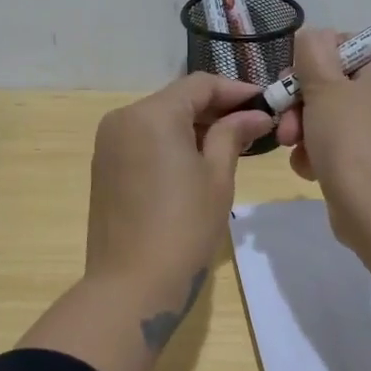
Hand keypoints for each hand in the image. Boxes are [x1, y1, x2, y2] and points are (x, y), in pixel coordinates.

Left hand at [85, 73, 274, 294]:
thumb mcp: (217, 177)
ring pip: (159, 119)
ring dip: (193, 125)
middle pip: (176, 99)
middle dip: (215, 109)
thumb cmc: (184, 228)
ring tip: (231, 144)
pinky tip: (196, 161)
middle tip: (253, 126)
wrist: (130, 285)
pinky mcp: (104, 166)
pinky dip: (170, 142)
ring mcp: (108, 143)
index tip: (266, 103)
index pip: (199, 84)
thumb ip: (232, 135)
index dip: (236, 90)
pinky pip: (143, 140)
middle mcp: (123, 118)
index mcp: (152, 113)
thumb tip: (254, 114)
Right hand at [276, 28, 370, 241]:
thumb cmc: (349, 139)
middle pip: (333, 84)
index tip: (291, 81)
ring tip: (292, 148)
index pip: (345, 46)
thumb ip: (313, 51)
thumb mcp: (323, 86)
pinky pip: (338, 144)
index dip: (312, 61)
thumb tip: (313, 35)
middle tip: (285, 121)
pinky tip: (308, 167)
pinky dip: (318, 152)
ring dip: (303, 129)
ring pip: (330, 116)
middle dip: (301, 103)